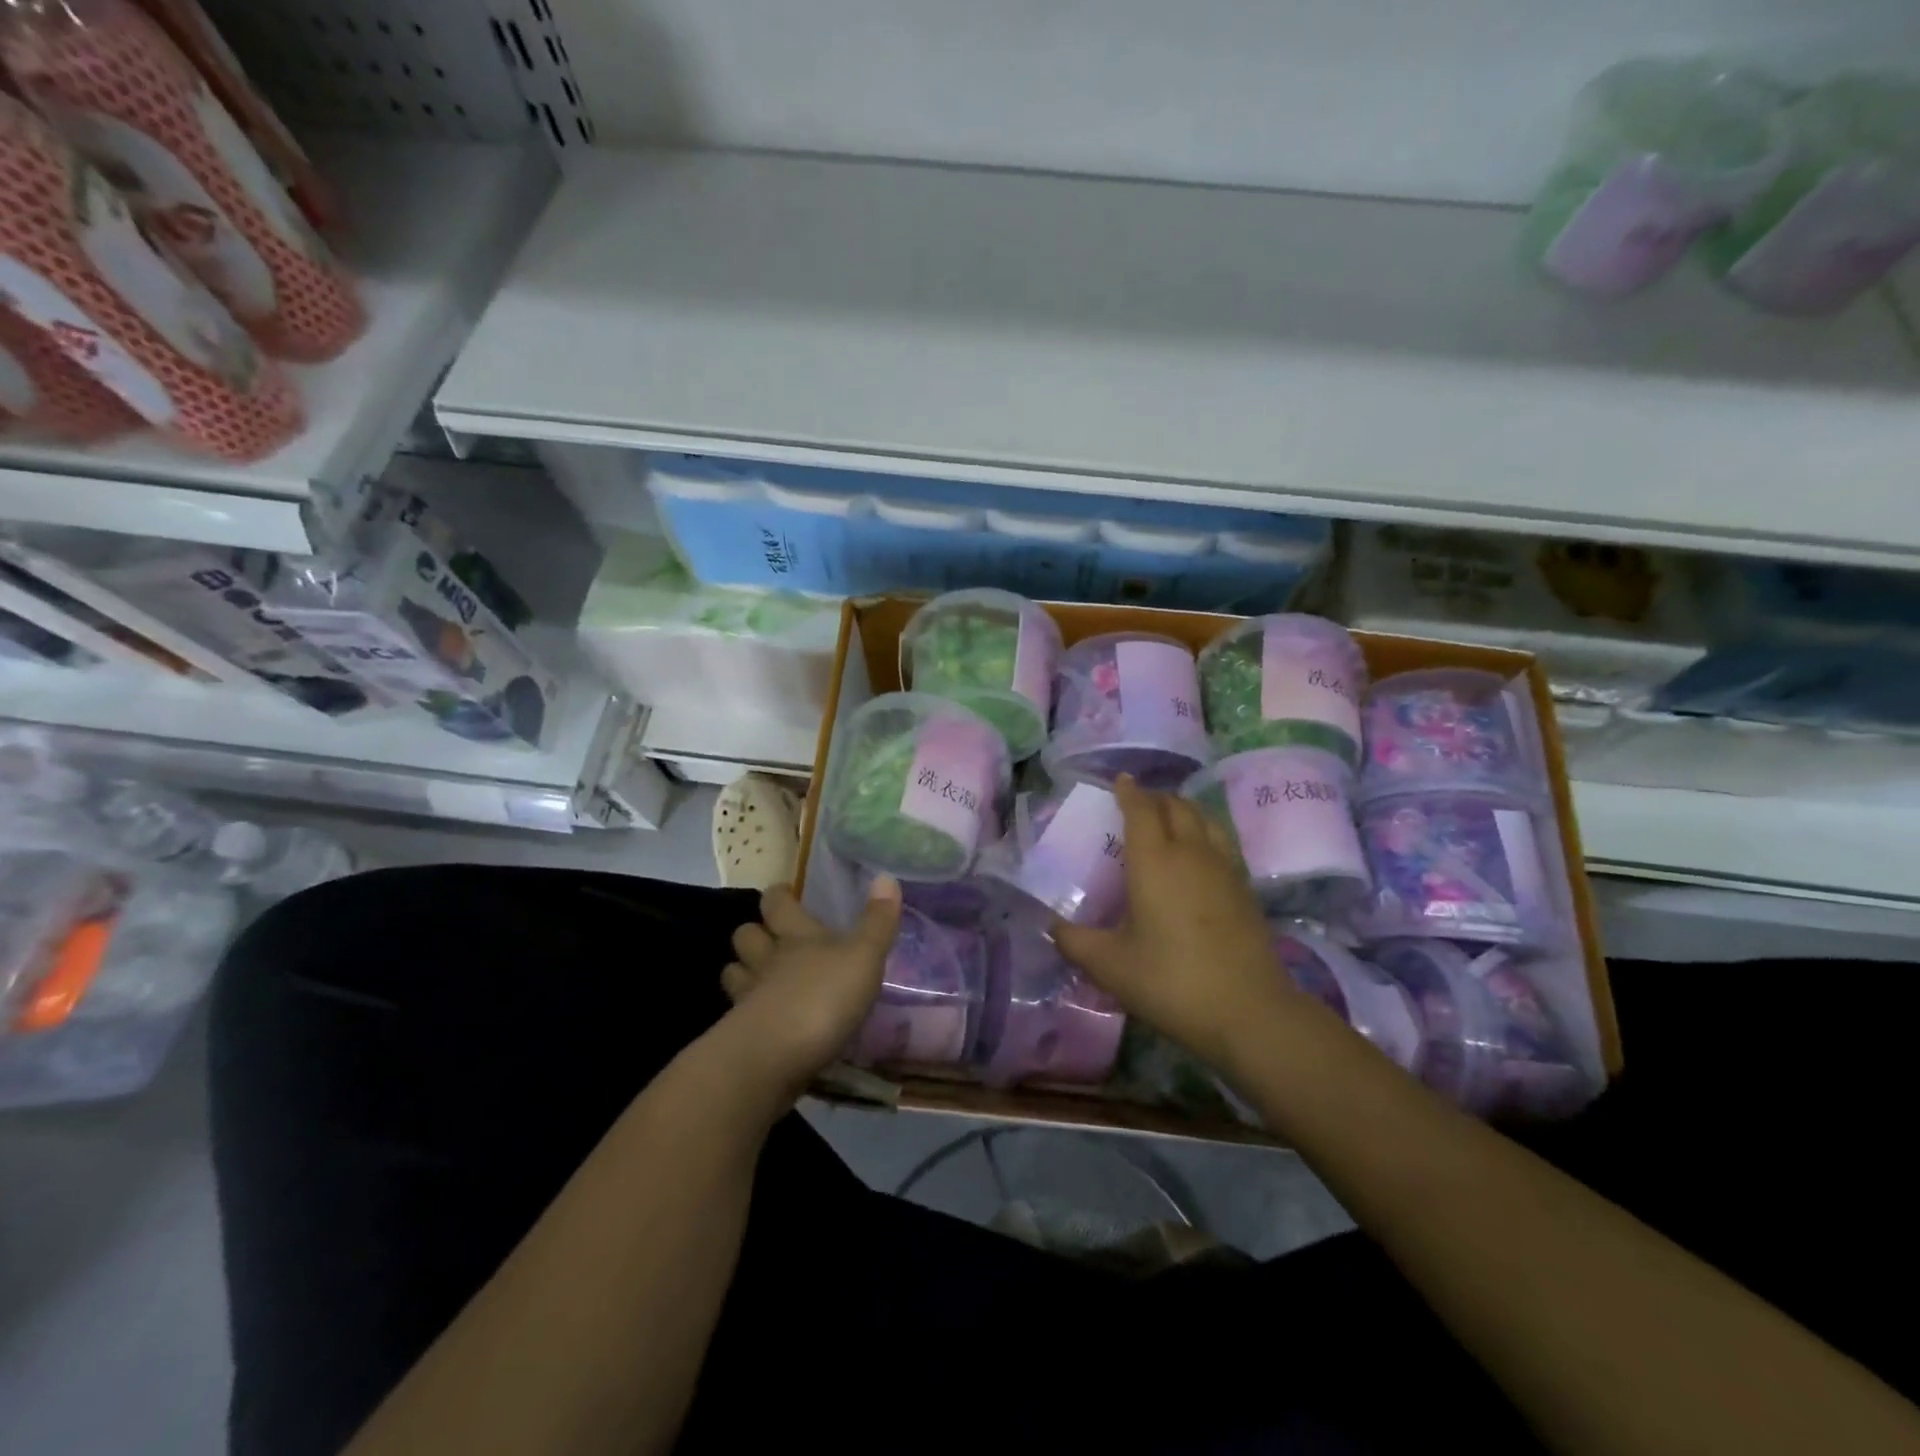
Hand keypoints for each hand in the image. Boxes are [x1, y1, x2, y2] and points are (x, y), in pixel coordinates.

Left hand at [721, 876, 902, 1098]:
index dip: (779, 896)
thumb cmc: (823, 998)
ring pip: (734, 972)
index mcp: (797, 936)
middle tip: (770, 936)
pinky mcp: (740, 1036)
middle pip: (747, 935)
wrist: (773, 1058)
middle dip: (754, 932)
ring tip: (759, 977)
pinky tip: (762, 1021)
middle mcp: (767, 960)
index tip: (784, 893)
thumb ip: (877, 922)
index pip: (778, 903)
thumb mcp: (864, 957)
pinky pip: (737, 1014)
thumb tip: (886, 876)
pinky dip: (746, 1012)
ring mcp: (748, 998)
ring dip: (742, 970)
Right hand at [1052, 776, 1304, 1072]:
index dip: (1129, 791)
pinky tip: (1201, 853)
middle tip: (1138, 802)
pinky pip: (1222, 841)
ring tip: (1170, 817)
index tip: (1120, 780)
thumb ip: (1074, 942)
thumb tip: (1053, 926)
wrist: (1248, 1012)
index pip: (1141, 809)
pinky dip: (1206, 831)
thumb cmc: (1171, 981)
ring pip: (1205, 819)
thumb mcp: (1109, 966)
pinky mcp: (1246, 888)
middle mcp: (1191, 852)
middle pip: (1176, 806)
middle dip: (1155, 797)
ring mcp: (1224, 868)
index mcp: (1154, 861)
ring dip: (1184, 809)